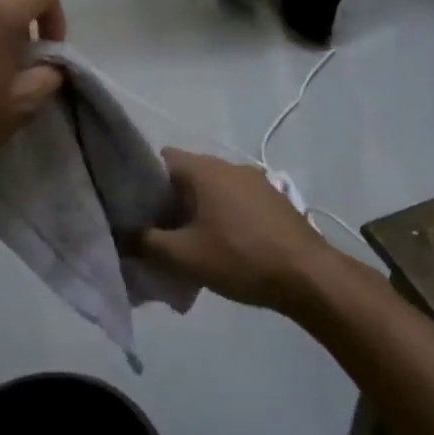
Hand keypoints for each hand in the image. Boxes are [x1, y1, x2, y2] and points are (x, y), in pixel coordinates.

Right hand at [140, 150, 330, 311]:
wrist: (308, 275)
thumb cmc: (240, 257)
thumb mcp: (184, 256)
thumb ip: (147, 243)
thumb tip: (125, 236)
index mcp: (205, 169)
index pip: (161, 159)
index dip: (142, 180)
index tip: (133, 208)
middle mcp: (229, 165)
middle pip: (186, 175)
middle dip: (169, 200)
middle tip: (156, 231)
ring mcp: (255, 181)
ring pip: (212, 189)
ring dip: (197, 209)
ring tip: (188, 242)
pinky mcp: (272, 199)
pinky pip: (234, 200)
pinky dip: (221, 215)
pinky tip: (221, 245)